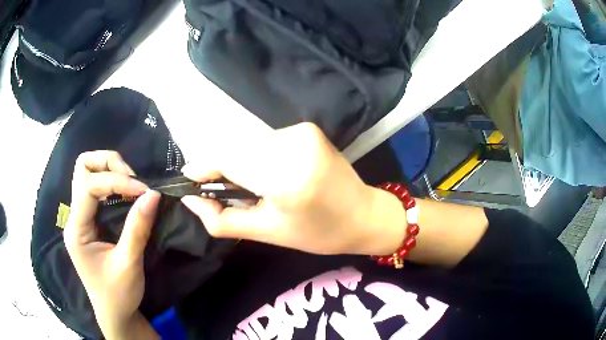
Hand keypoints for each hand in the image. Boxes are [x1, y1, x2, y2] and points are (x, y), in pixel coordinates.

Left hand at [64, 151, 159, 338]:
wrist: (114, 313)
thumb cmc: (118, 294)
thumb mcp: (129, 264)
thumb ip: (138, 228)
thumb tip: (153, 194)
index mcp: (77, 229)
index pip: (89, 186)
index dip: (116, 181)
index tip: (143, 191)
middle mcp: (73, 217)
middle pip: (82, 168)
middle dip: (108, 164)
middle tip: (131, 180)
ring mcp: (80, 217)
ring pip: (86, 172)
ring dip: (109, 169)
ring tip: (130, 184)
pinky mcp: (88, 220)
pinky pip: (96, 187)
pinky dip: (112, 182)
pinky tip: (126, 193)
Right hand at [181, 123, 406, 255]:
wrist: (364, 214)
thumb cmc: (318, 233)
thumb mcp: (266, 233)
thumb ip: (221, 219)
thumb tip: (190, 199)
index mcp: (285, 177)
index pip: (226, 159)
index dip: (203, 167)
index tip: (191, 180)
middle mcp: (293, 145)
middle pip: (235, 148)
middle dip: (221, 168)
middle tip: (223, 191)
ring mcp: (302, 131)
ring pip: (249, 142)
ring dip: (240, 162)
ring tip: (251, 186)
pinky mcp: (306, 128)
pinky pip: (266, 139)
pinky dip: (258, 155)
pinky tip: (270, 173)